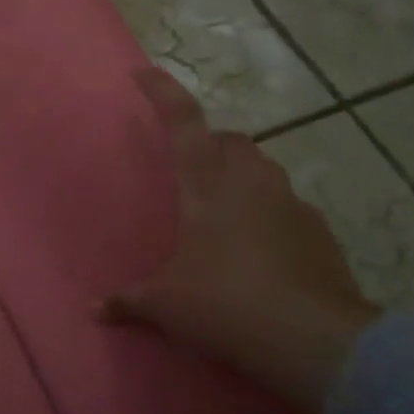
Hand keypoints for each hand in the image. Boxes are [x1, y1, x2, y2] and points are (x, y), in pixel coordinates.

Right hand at [101, 68, 380, 411]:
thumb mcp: (167, 306)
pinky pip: (286, 207)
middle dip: (208, 145)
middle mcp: (251, 182)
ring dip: (240, 178)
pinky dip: (267, 214)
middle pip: (230, 141)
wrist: (315, 341)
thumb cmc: (226, 305)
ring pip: (262, 170)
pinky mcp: (319, 231)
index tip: (143, 73)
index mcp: (208, 185)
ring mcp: (290, 203)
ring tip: (221, 213)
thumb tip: (94, 311)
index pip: (183, 122)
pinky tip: (258, 250)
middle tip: (189, 171)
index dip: (162, 93)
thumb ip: (129, 301)